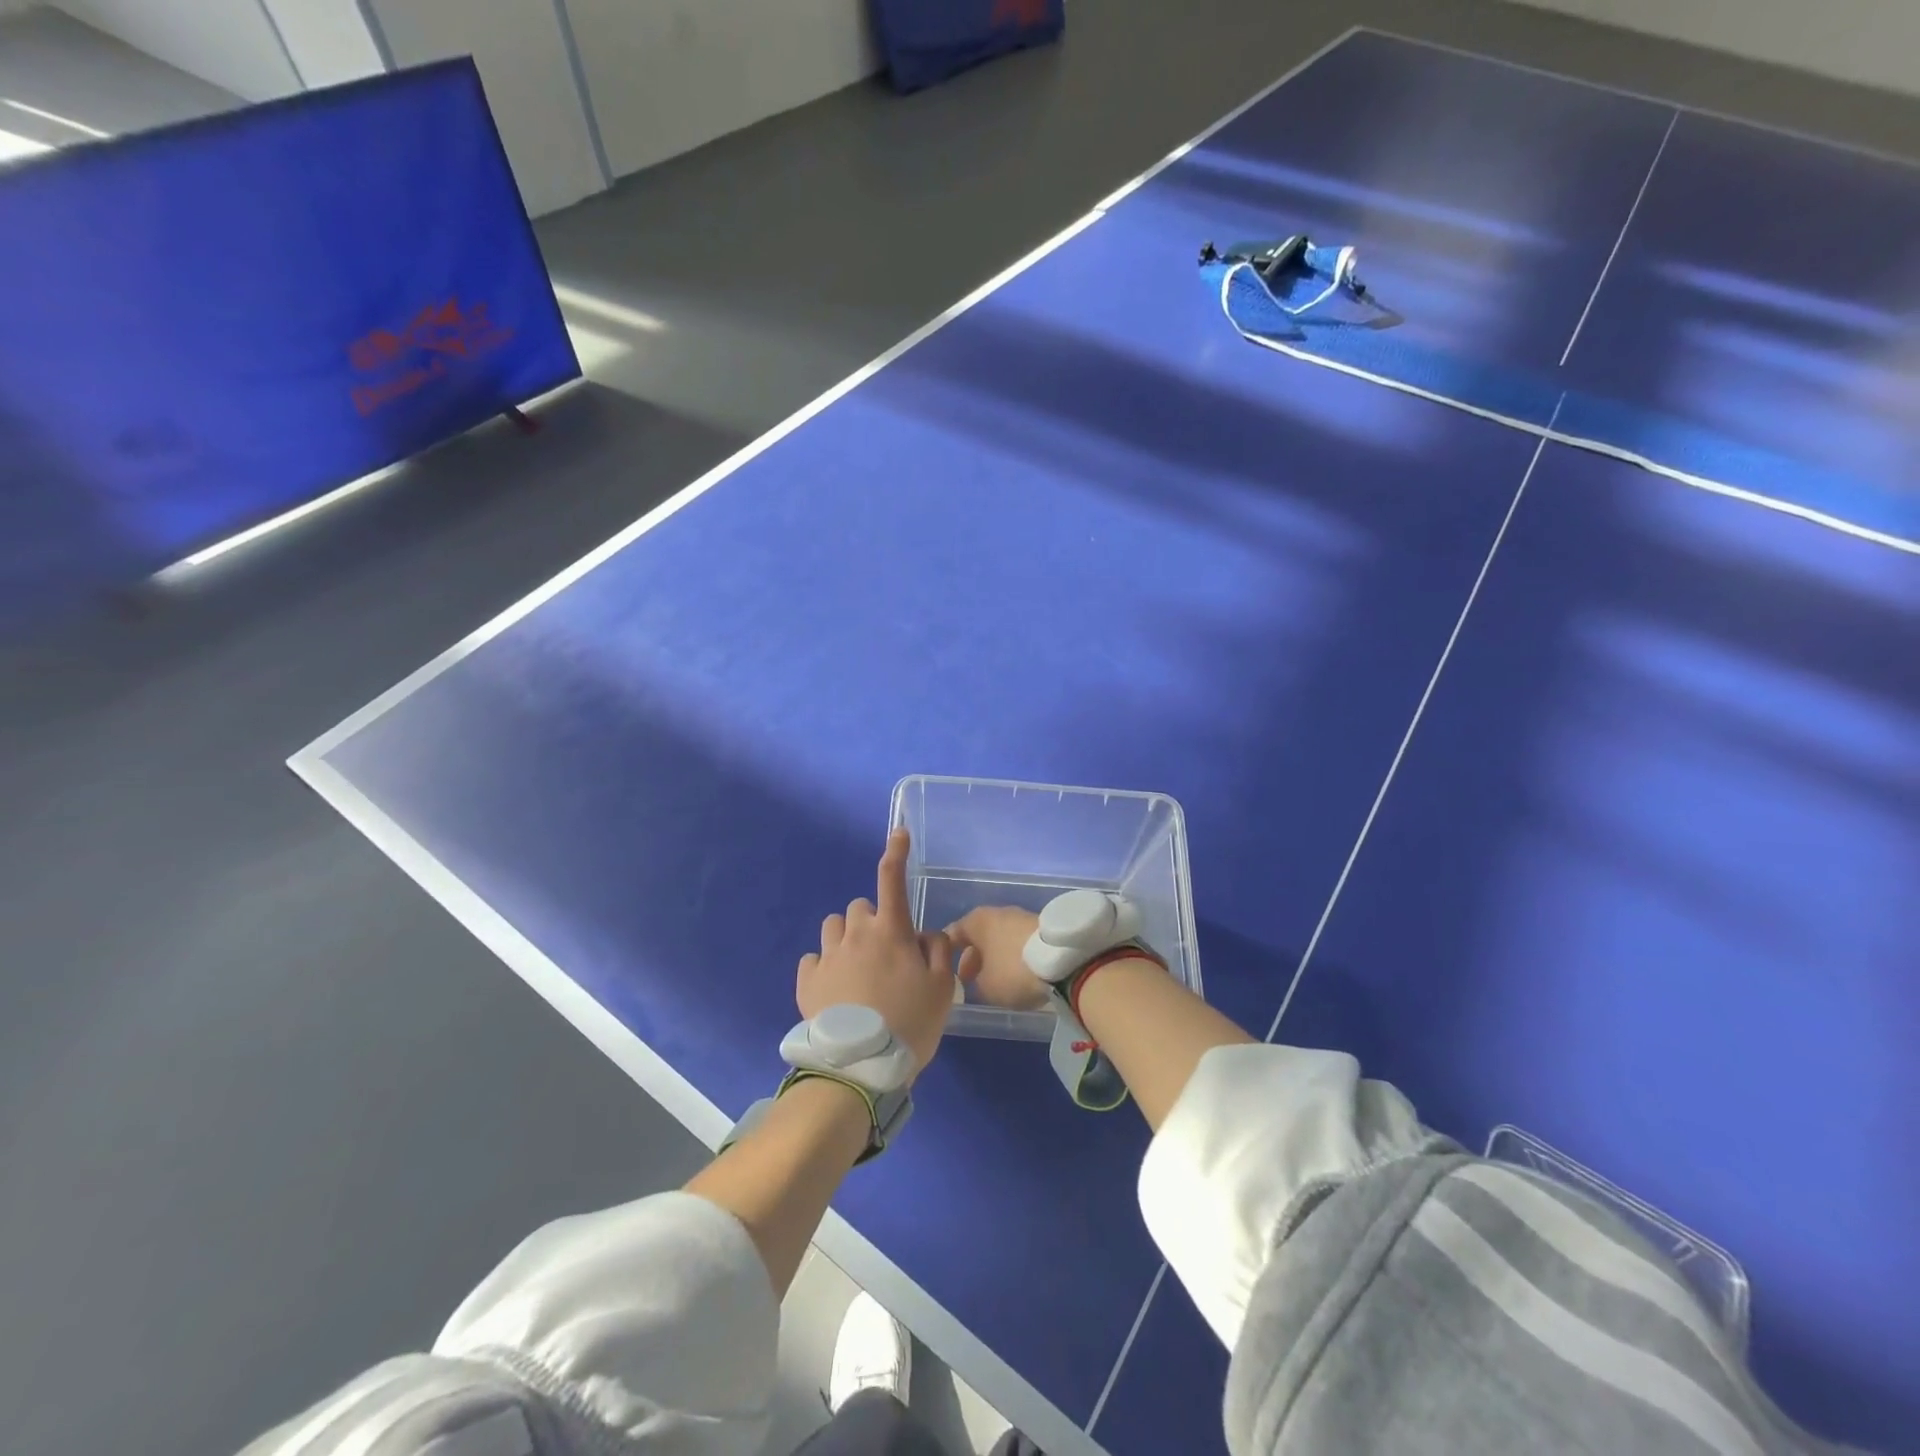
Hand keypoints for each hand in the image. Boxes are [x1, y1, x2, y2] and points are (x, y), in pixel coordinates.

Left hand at [797, 829, 955, 1072]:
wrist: (861, 1066)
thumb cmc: (910, 1023)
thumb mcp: (943, 989)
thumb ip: (939, 952)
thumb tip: (925, 934)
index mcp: (891, 931)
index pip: (892, 879)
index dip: (896, 853)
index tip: (897, 833)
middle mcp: (856, 934)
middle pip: (860, 907)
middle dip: (872, 921)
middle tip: (884, 952)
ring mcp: (827, 956)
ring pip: (833, 927)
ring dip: (846, 938)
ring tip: (857, 968)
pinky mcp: (806, 981)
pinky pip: (813, 959)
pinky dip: (824, 966)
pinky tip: (835, 988)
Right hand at [946, 905, 1047, 1011]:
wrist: (1061, 960)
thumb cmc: (1013, 971)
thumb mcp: (986, 987)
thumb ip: (976, 981)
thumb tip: (981, 978)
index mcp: (977, 921)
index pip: (953, 933)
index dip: (948, 952)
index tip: (945, 968)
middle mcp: (997, 913)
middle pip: (979, 935)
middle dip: (974, 956)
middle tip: (971, 979)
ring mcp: (1021, 917)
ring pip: (1000, 938)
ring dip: (995, 956)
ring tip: (996, 979)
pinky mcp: (1042, 927)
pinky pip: (1019, 942)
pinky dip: (1014, 955)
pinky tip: (1018, 972)